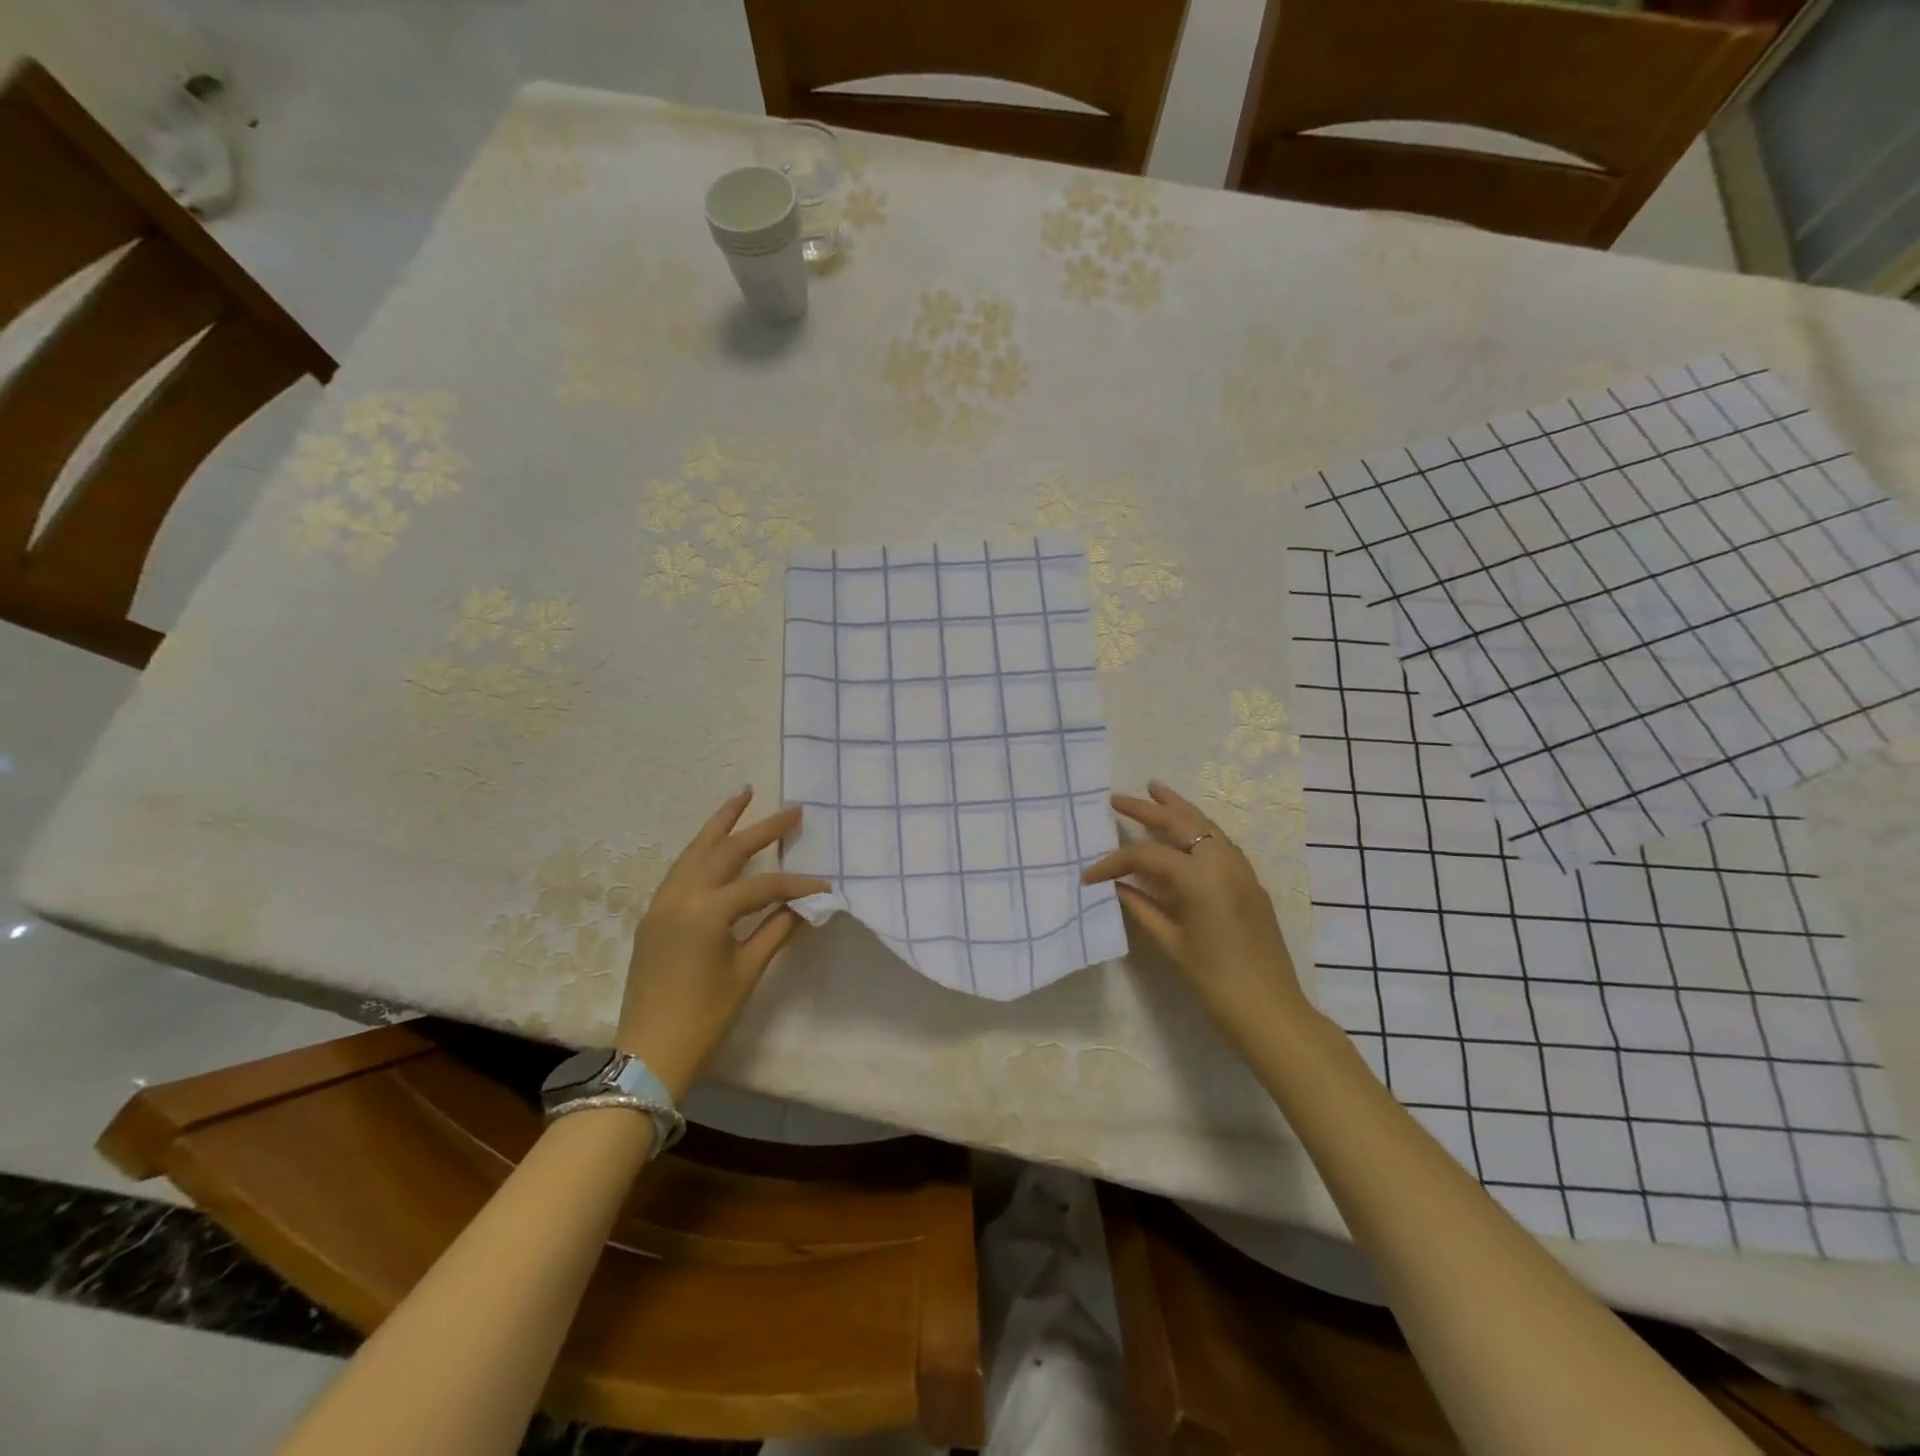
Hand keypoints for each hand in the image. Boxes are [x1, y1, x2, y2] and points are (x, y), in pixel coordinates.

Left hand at [616, 788, 828, 1098]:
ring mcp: (661, 904)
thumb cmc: (705, 1017)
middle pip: (724, 851)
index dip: (796, 884)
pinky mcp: (653, 916)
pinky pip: (681, 870)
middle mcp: (680, 896)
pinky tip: (715, 845)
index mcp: (706, 911)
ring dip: (720, 825)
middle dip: (758, 827)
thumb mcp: (747, 972)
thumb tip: (804, 905)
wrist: (650, 1054)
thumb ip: (776, 930)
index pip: (761, 885)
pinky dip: (701, 850)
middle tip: (790, 810)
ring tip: (742, 798)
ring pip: (694, 852)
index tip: (825, 886)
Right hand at [1083, 780, 1311, 1038]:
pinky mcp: (1250, 883)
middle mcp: (1223, 862)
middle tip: (1119, 798)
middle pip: (1181, 823)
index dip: (1113, 863)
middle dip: (1148, 808)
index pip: (1147, 856)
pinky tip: (1187, 832)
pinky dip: (1199, 829)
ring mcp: (1241, 870)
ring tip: (1156, 792)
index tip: (1088, 876)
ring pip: (1207, 826)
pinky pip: (1221, 842)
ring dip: (1179, 809)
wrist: (1271, 1011)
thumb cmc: (1214, 981)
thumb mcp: (1170, 944)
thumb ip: (1140, 907)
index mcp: (1200, 876)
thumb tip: (1114, 886)